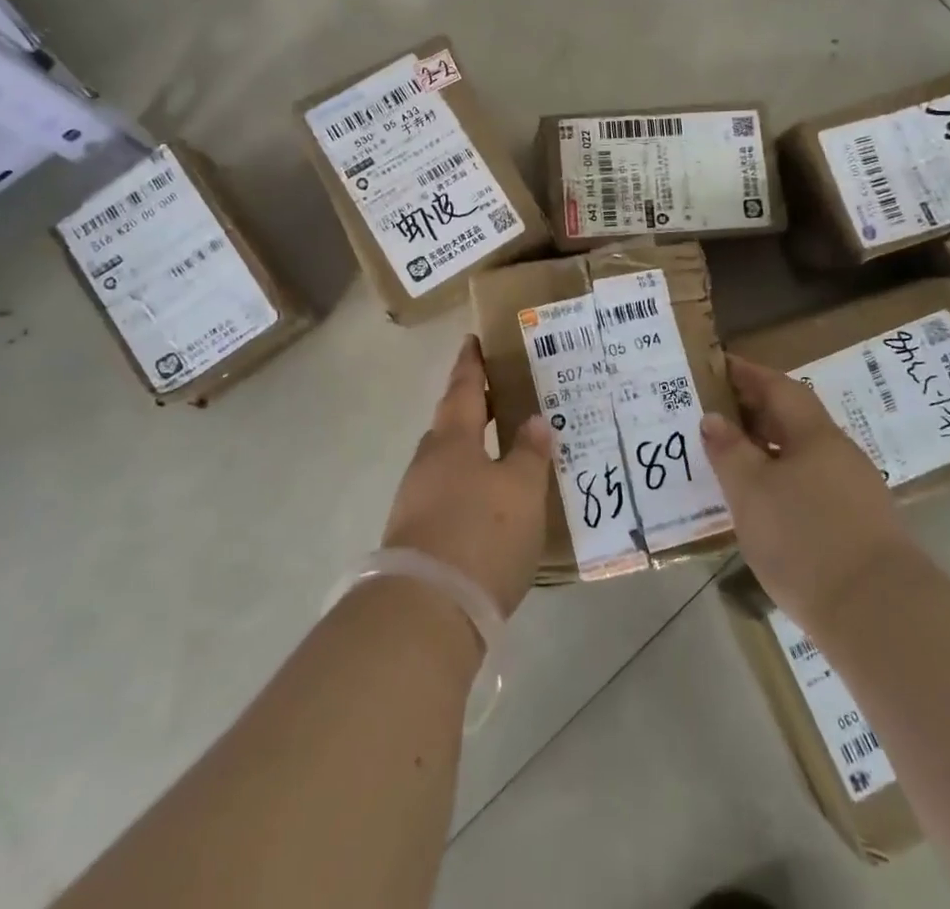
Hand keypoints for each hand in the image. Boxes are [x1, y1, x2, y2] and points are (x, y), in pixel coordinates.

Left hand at [381, 337, 551, 617]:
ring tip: (500, 451)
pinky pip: (445, 493)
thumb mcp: (521, 491)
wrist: (427, 609)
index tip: (472, 340)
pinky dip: (466, 486)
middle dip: (472, 408)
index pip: (464, 389)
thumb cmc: (481, 534)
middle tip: (499, 396)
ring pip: (447, 460)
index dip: (471, 364)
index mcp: (453, 439)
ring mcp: (416, 498)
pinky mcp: (415, 534)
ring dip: (470, 450)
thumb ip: (529, 454)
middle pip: (451, 423)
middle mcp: (428, 461)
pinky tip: (486, 503)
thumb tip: (534, 420)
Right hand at [701, 355, 913, 626]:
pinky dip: (781, 480)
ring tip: (729, 457)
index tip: (716, 365)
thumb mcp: (751, 491)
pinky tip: (761, 502)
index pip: (778, 387)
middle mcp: (838, 454)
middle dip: (753, 410)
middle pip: (792, 418)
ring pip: (801, 454)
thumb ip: (729, 450)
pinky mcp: (857, 526)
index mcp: (815, 434)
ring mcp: (853, 491)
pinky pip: (810, 484)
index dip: (747, 373)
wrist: (879, 615)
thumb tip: (714, 418)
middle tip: (713, 412)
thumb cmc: (805, 539)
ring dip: (766, 448)